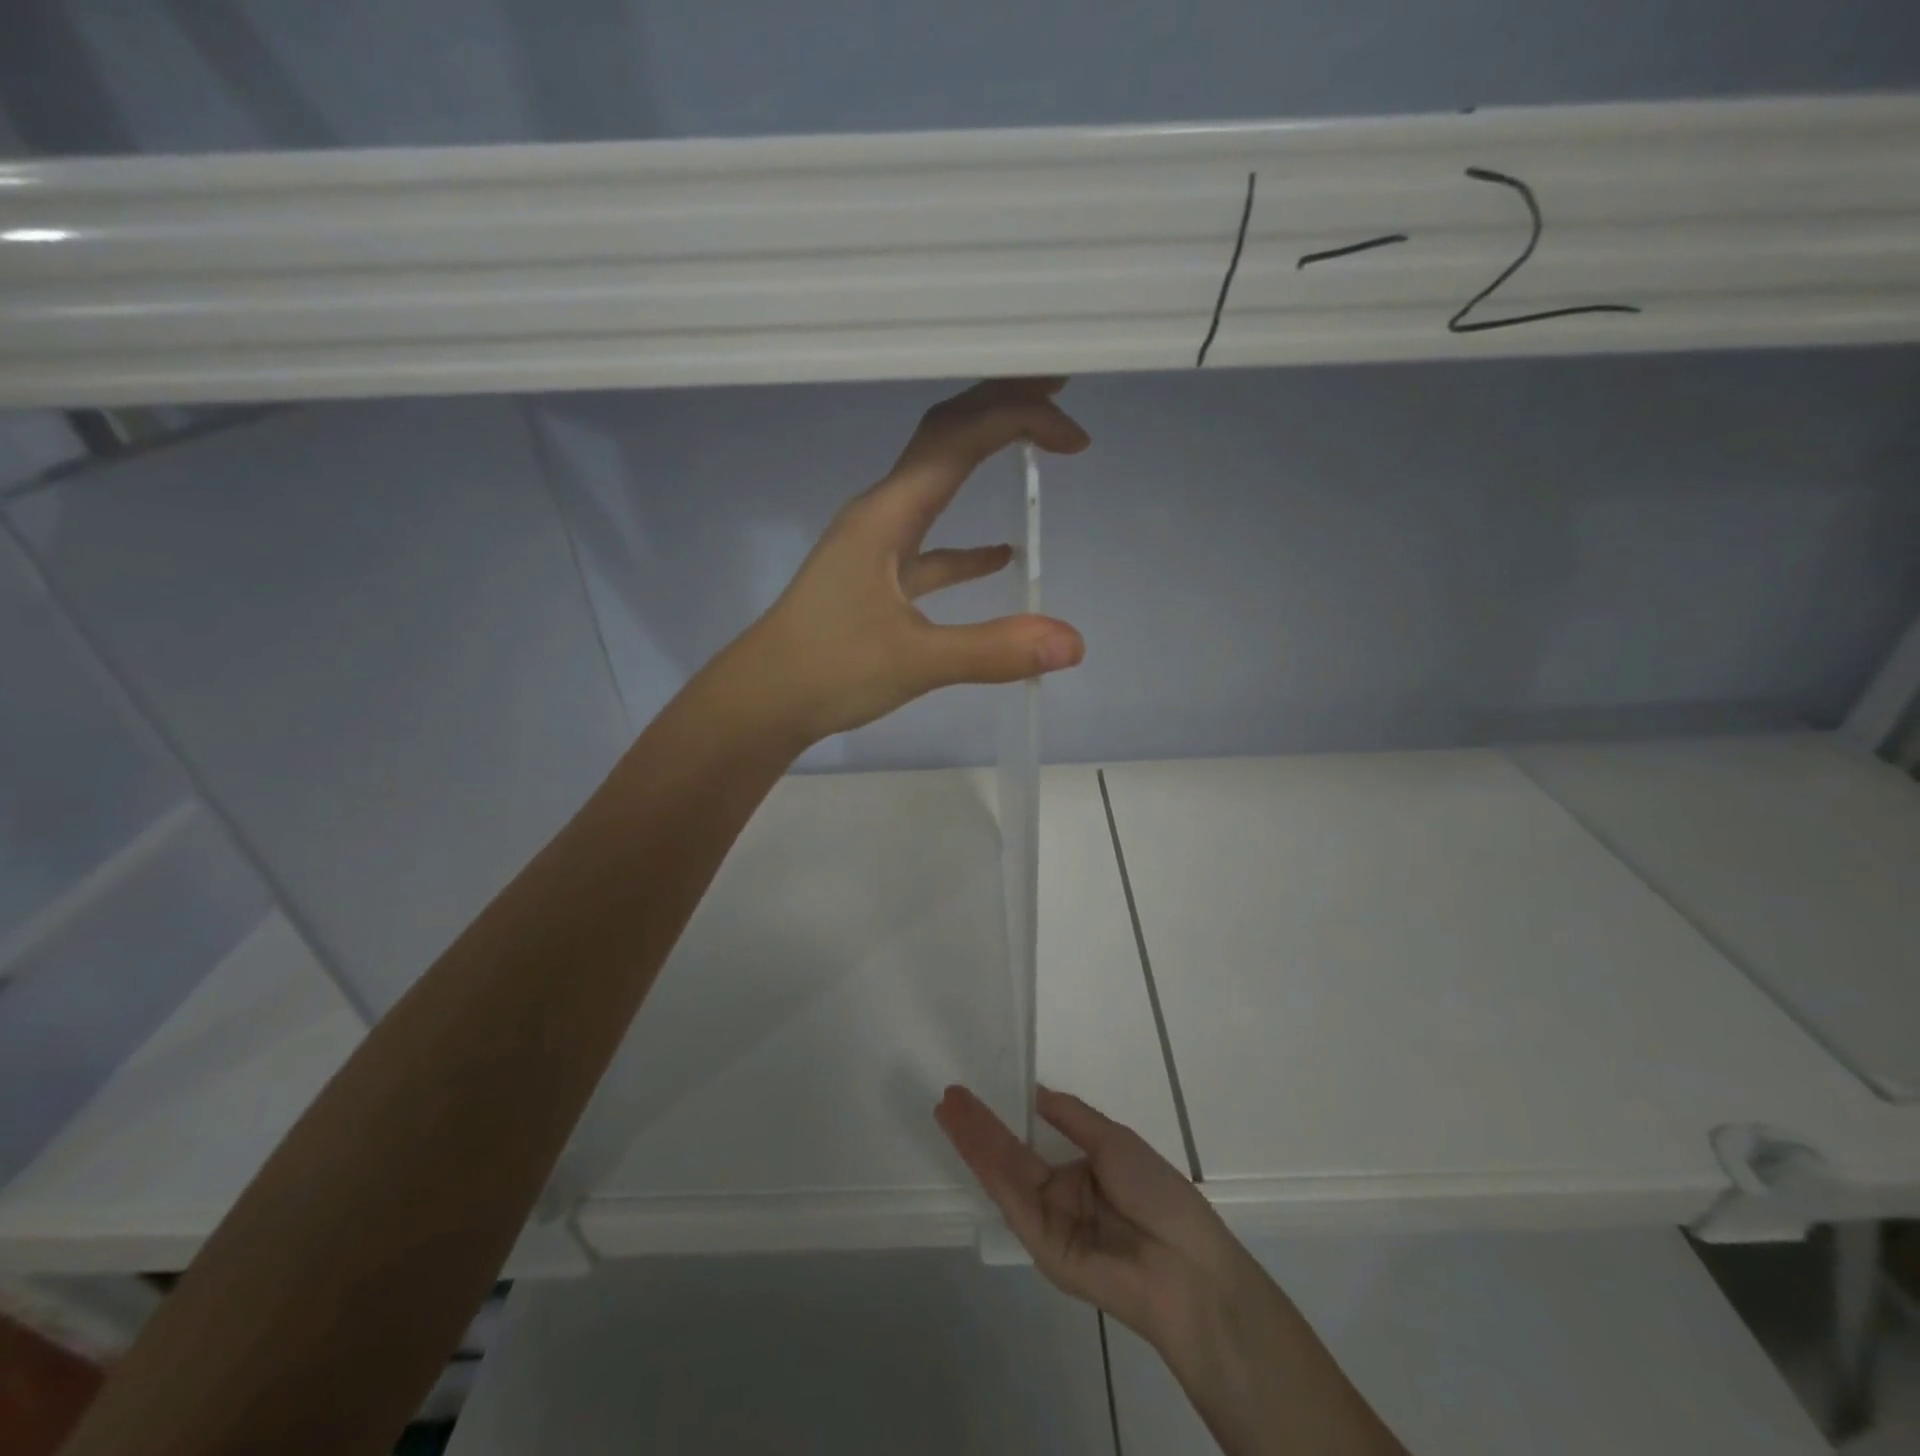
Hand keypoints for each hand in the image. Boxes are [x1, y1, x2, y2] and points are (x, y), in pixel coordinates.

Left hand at [729, 378, 1089, 745]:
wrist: (763, 702)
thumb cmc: (827, 671)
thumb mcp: (914, 661)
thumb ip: (993, 650)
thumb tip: (1073, 642)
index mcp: (886, 514)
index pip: (957, 440)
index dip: (1018, 421)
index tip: (1074, 437)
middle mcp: (881, 515)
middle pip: (944, 439)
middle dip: (999, 408)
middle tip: (1057, 390)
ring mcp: (876, 547)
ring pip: (937, 484)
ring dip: (984, 459)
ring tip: (1037, 444)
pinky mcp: (877, 581)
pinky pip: (930, 546)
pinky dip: (966, 544)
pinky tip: (1000, 554)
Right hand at [935, 1084, 1247, 1346]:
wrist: (1184, 1264)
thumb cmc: (1156, 1193)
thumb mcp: (1113, 1140)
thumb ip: (1072, 1117)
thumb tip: (1037, 1092)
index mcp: (1079, 1172)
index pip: (1031, 1140)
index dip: (1005, 1116)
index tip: (978, 1091)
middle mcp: (1057, 1196)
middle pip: (1010, 1155)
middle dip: (979, 1125)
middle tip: (949, 1096)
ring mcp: (1046, 1220)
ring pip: (1003, 1172)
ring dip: (973, 1139)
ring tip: (947, 1106)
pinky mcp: (1039, 1242)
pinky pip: (1011, 1196)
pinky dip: (986, 1165)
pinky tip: (968, 1136)